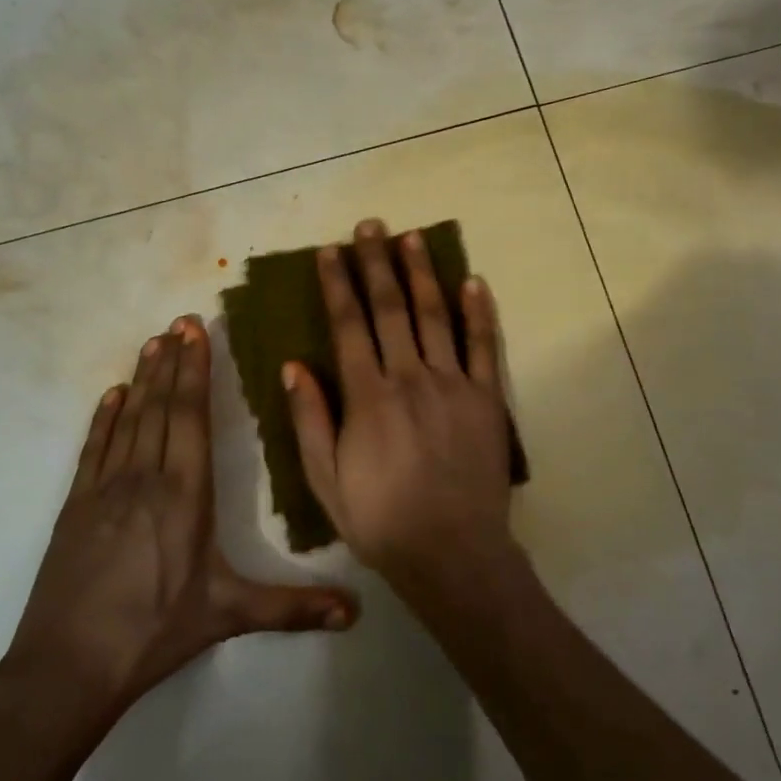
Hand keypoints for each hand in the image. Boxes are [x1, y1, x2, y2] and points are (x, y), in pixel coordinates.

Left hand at [0, 315, 357, 712]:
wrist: (67, 666)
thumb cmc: (154, 632)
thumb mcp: (227, 615)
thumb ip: (291, 608)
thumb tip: (355, 614)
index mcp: (185, 495)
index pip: (190, 417)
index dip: (195, 371)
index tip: (196, 333)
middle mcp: (145, 478)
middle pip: (161, 407)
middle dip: (172, 361)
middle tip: (179, 320)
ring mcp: (105, 489)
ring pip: (128, 419)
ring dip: (142, 378)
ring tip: (152, 342)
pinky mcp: (76, 506)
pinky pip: (94, 448)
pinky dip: (104, 417)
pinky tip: (112, 394)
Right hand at [284, 220, 518, 591]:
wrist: (452, 554)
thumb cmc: (381, 521)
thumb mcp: (325, 480)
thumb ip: (310, 419)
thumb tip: (293, 365)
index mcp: (367, 397)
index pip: (348, 326)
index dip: (337, 285)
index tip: (329, 252)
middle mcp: (409, 378)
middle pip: (390, 308)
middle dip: (376, 264)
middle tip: (369, 226)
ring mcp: (453, 385)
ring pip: (435, 316)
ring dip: (421, 273)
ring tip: (411, 237)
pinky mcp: (487, 399)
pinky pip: (484, 347)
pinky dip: (479, 313)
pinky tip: (472, 282)